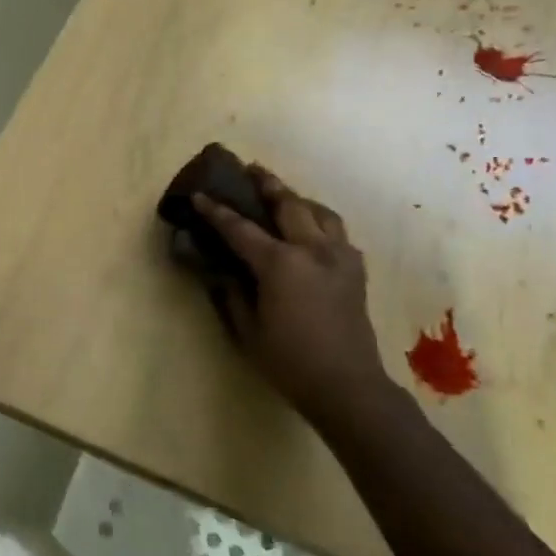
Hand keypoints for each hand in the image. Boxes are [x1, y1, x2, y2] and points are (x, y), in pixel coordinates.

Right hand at [191, 170, 390, 412]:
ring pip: (320, 212)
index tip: (199, 195)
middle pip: (288, 204)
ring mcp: (340, 257)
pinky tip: (312, 231)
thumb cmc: (290, 361)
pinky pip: (337, 232)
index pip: (240, 229)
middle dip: (266, 184)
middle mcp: (313, 250)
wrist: (348, 386)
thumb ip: (232, 293)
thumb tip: (219, 269)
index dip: (216, 212)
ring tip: (284, 195)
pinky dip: (320, 222)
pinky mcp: (356, 270)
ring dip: (298, 198)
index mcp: (281, 264)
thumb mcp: (248, 330)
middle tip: (250, 169)